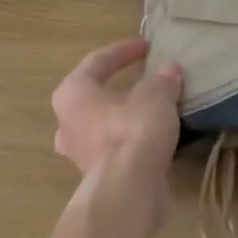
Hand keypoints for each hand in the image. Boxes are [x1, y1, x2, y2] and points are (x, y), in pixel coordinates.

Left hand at [52, 38, 182, 225]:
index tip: (147, 46)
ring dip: (125, 114)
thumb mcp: (155, 95)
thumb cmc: (133, 131)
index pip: (97, 61)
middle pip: (95, 94)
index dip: (123, 50)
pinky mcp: (96, 176)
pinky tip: (154, 136)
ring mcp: (78, 152)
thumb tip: (170, 69)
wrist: (128, 192)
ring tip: (153, 108)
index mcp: (72, 93)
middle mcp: (67, 121)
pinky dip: (132, 138)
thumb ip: (162, 80)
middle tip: (144, 77)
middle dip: (119, 85)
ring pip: (103, 123)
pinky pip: (114, 146)